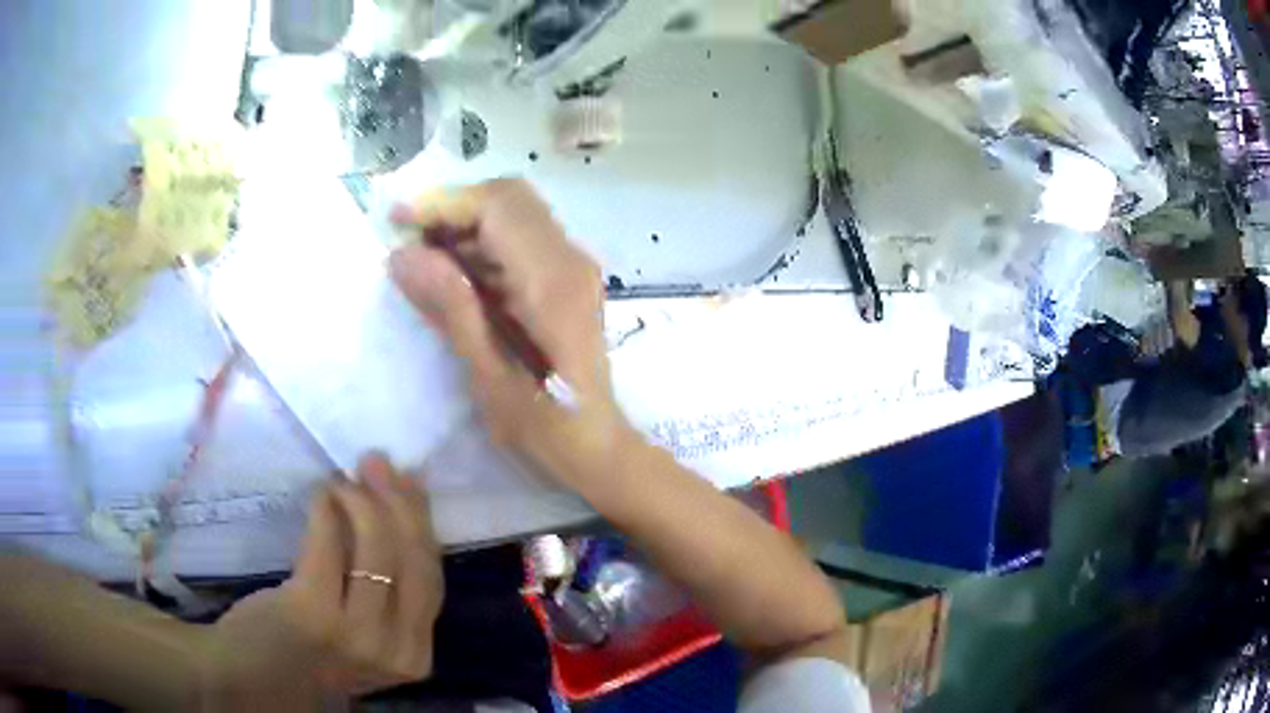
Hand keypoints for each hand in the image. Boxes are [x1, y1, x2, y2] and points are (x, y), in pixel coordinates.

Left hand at [198, 454, 442, 709]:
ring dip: (363, 500)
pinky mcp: (313, 614)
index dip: (420, 524)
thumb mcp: (362, 636)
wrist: (254, 680)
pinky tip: (321, 495)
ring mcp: (357, 636)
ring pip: (379, 552)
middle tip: (377, 462)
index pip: (431, 581)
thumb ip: (384, 597)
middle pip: (414, 564)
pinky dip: (328, 510)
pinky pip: (329, 546)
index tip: (407, 481)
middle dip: (400, 504)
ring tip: (344, 479)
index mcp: (414, 656)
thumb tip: (395, 519)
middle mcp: (395, 651)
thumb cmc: (306, 654)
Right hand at [389, 178, 628, 486]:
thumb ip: (450, 308)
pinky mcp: (569, 278)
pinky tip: (454, 276)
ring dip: (466, 225)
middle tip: (410, 242)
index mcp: (551, 283)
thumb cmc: (544, 425)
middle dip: (454, 209)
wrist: (596, 446)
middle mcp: (570, 260)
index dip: (444, 203)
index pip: (498, 206)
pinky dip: (483, 243)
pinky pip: (522, 238)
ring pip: (515, 213)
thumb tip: (403, 255)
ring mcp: (574, 266)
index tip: (396, 220)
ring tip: (423, 260)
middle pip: (510, 198)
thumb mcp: (488, 375)